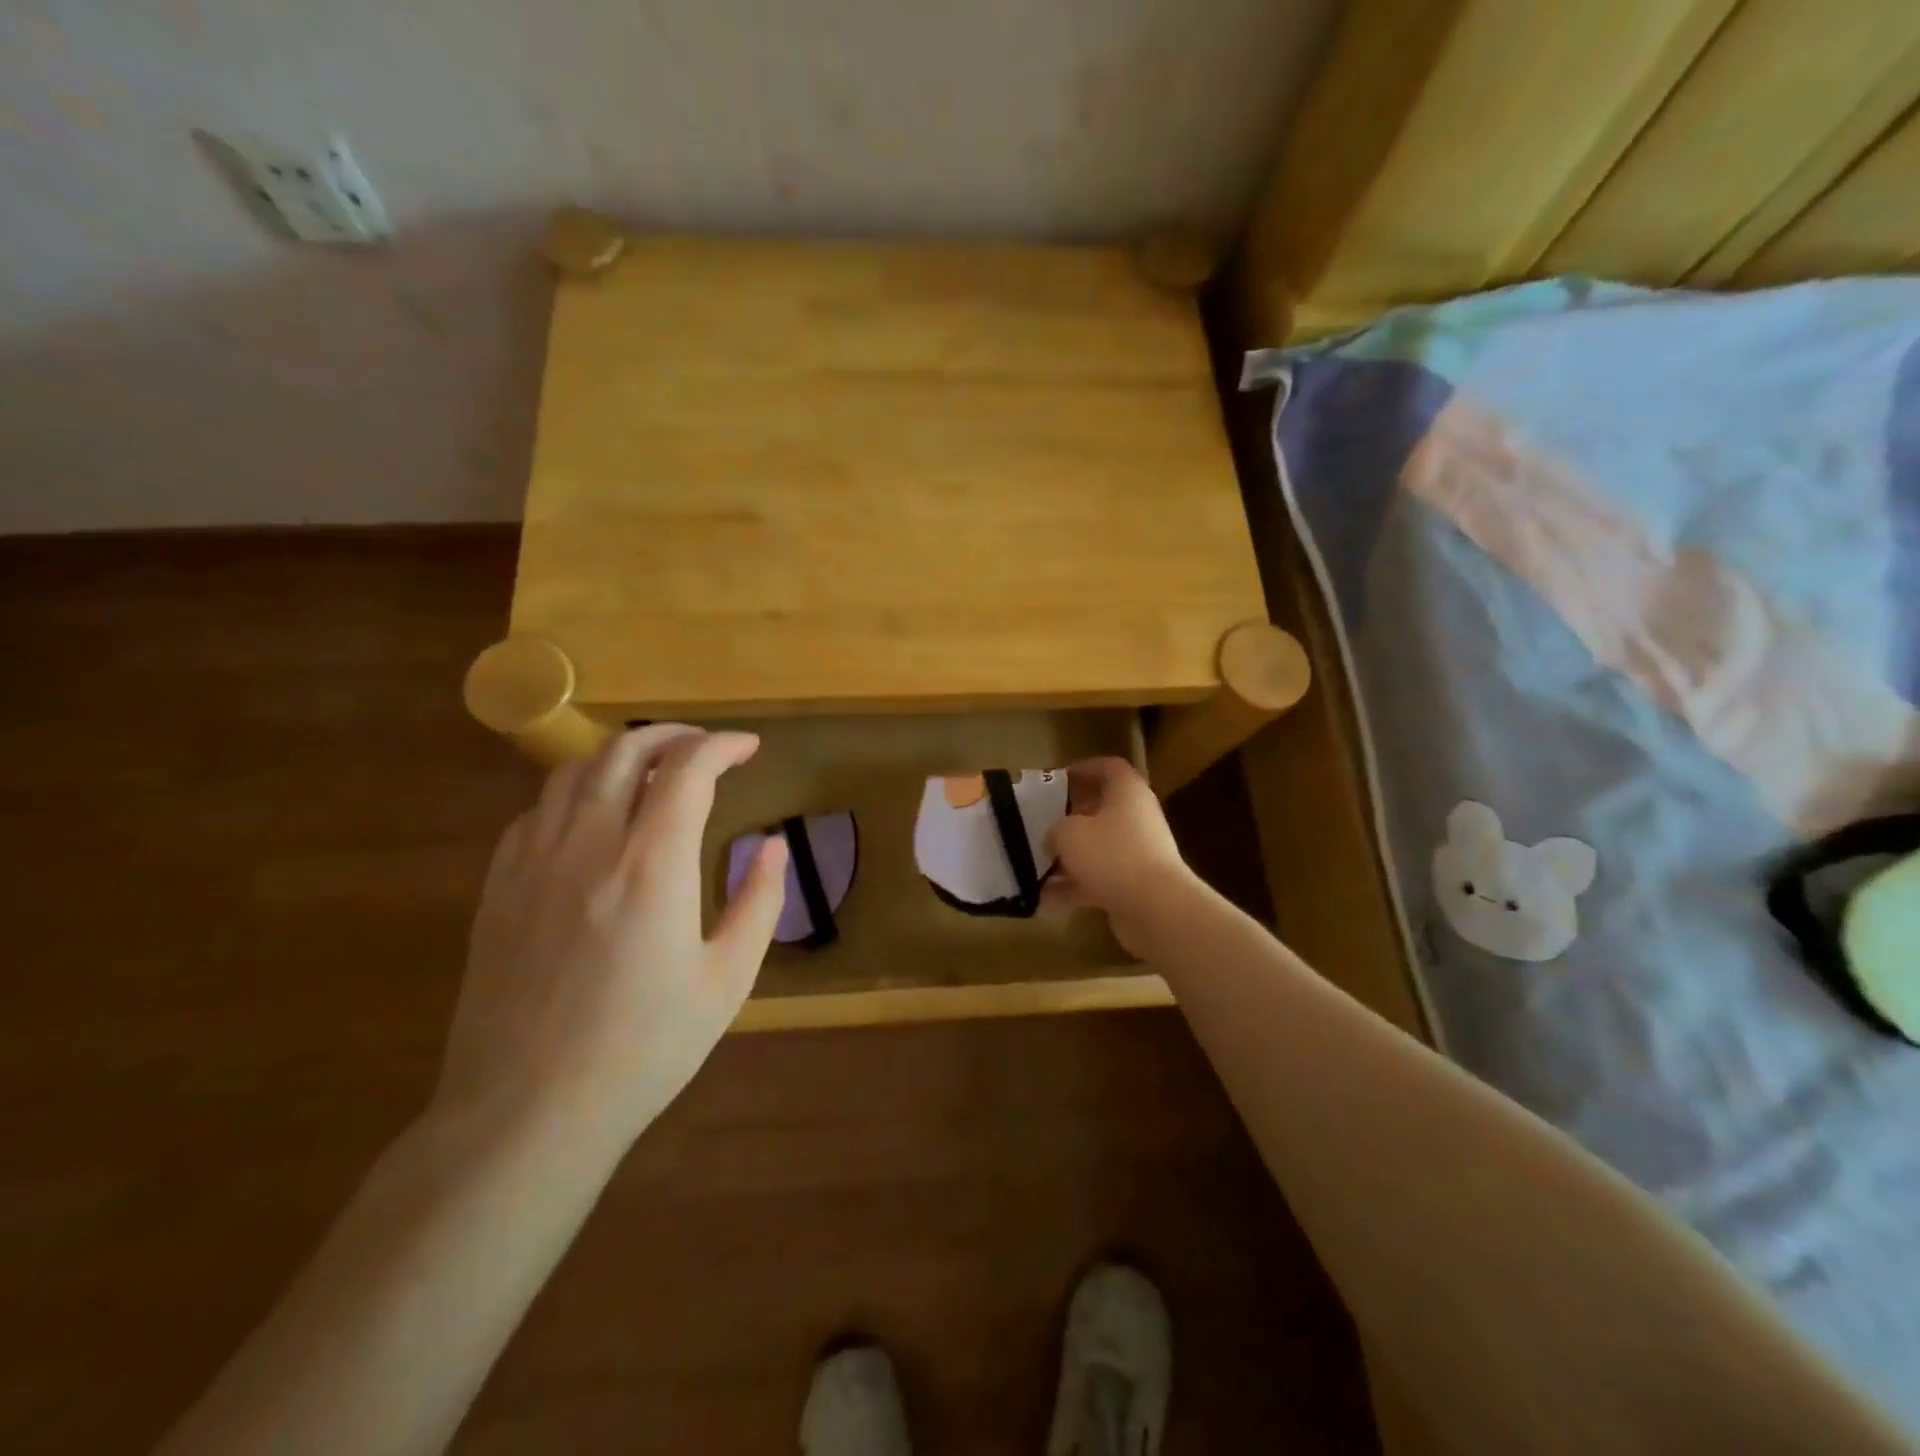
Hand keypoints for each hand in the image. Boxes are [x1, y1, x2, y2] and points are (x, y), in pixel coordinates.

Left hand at [435, 726, 788, 1148]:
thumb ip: (759, 901)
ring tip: (652, 771)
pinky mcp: (497, 888)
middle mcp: (588, 846)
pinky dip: (575, 793)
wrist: (527, 1113)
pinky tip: (593, 818)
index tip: (749, 748)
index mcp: (651, 866)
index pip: (687, 770)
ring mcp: (533, 863)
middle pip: (624, 752)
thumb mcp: (727, 980)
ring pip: (573, 772)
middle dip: (672, 735)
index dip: (722, 745)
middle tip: (705, 747)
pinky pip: (536, 812)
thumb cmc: (644, 1049)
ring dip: (620, 756)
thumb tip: (772, 844)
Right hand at [1045, 757, 1202, 956]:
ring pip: (1097, 848)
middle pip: (1101, 809)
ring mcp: (1137, 853)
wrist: (1155, 907)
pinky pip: (1098, 880)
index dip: (1084, 768)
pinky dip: (1073, 888)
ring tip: (1036, 865)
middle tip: (1041, 823)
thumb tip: (1054, 839)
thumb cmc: (1111, 854)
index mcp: (1127, 792)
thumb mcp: (1068, 832)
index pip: (1109, 767)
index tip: (1058, 778)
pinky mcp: (1134, 885)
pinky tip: (1044, 901)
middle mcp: (1136, 818)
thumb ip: (1055, 829)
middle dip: (1070, 818)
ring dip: (1068, 858)